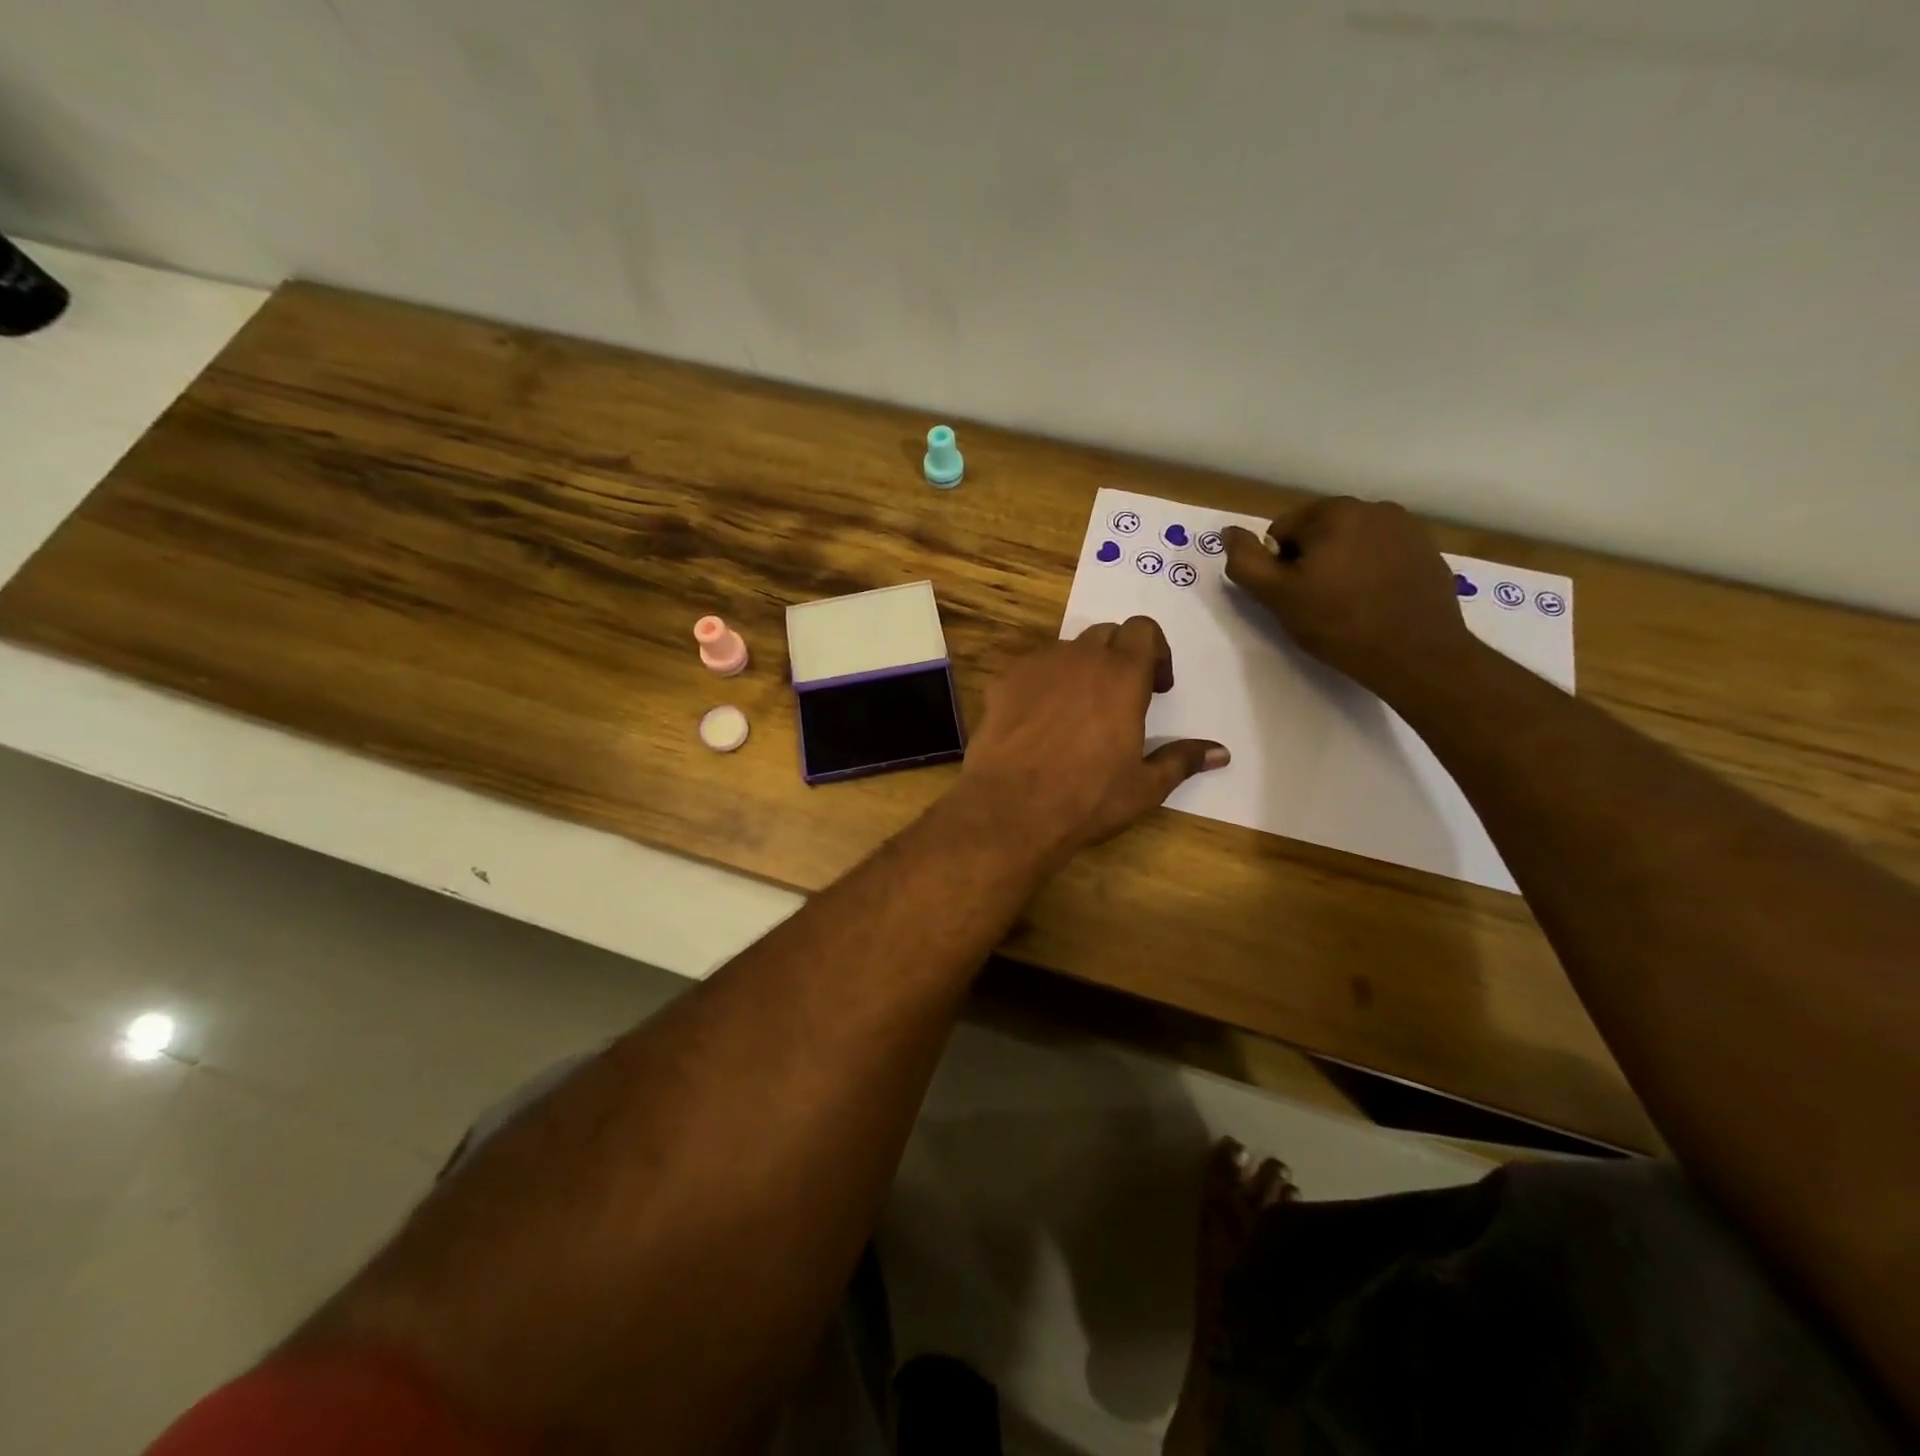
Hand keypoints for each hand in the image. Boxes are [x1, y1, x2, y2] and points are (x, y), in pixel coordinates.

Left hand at [957, 617, 1227, 864]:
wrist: (1011, 809)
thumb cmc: (1088, 798)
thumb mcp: (1145, 786)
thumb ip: (1182, 760)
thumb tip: (1221, 752)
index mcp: (1122, 675)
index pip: (1143, 629)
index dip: (1155, 651)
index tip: (1155, 687)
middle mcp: (1079, 658)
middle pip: (1105, 635)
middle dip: (1118, 657)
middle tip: (1120, 699)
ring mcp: (1036, 666)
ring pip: (1065, 652)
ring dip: (1079, 670)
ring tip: (1076, 714)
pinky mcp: (1002, 682)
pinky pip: (1030, 671)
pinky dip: (1041, 685)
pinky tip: (1038, 724)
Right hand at [1222, 497, 1475, 699]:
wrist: (1417, 654)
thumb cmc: (1339, 624)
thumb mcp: (1277, 597)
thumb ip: (1245, 562)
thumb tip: (1229, 532)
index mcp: (1333, 512)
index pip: (1282, 530)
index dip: (1279, 566)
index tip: (1293, 595)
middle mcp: (1373, 507)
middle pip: (1319, 532)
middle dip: (1312, 561)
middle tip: (1318, 603)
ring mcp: (1406, 527)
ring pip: (1351, 542)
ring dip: (1342, 565)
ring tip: (1348, 604)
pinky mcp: (1427, 550)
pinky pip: (1382, 554)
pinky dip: (1372, 572)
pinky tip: (1376, 602)